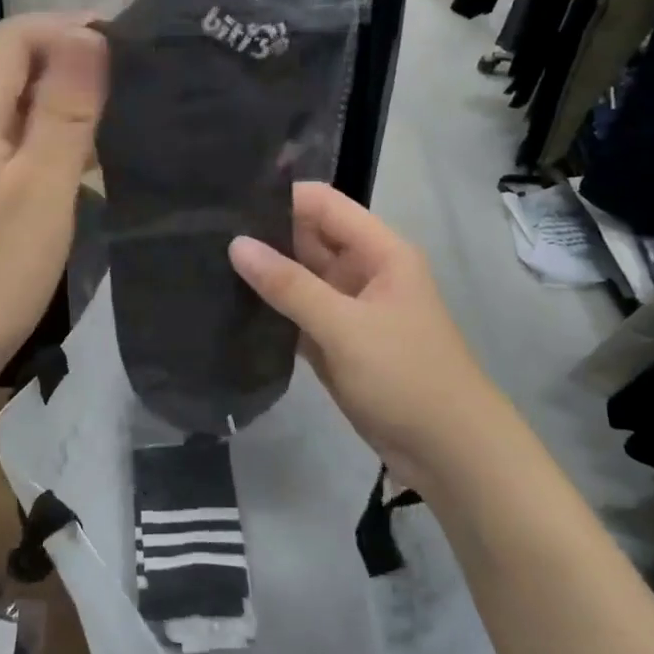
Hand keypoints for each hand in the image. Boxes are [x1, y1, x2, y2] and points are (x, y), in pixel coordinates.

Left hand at [0, 15, 106, 381]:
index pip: (14, 37)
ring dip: (71, 102)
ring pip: (22, 111)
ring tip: (130, 112)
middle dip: (75, 59)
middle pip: (17, 69)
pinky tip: (96, 164)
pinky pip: (23, 150)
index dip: (68, 26)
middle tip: (141, 76)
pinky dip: (60, 142)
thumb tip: (89, 35)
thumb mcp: (40, 187)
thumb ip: (65, 112)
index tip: (130, 41)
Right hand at [229, 182, 504, 488]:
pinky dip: (271, 311)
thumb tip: (236, 244)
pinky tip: (228, 305)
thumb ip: (289, 285)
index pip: (323, 204)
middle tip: (203, 235)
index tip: (226, 204)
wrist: (450, 454)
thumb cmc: (406, 376)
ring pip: (299, 278)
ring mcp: (348, 308)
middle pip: (307, 239)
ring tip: (205, 263)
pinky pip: (297, 314)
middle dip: (263, 236)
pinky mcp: (336, 342)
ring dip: (263, 275)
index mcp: (379, 251)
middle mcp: (363, 271)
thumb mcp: (346, 326)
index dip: (280, 198)